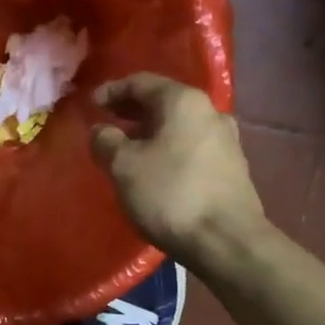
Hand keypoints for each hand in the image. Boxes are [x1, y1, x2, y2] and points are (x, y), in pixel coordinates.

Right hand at [90, 74, 266, 265]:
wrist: (227, 240)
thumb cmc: (171, 195)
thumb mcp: (124, 167)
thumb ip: (106, 142)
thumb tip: (101, 131)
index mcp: (183, 101)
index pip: (141, 83)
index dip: (112, 91)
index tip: (91, 104)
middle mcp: (210, 112)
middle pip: (164, 103)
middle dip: (133, 111)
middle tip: (108, 122)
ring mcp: (226, 140)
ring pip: (180, 126)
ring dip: (152, 132)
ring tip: (129, 148)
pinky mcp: (233, 168)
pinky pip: (192, 147)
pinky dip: (170, 150)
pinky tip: (156, 169)